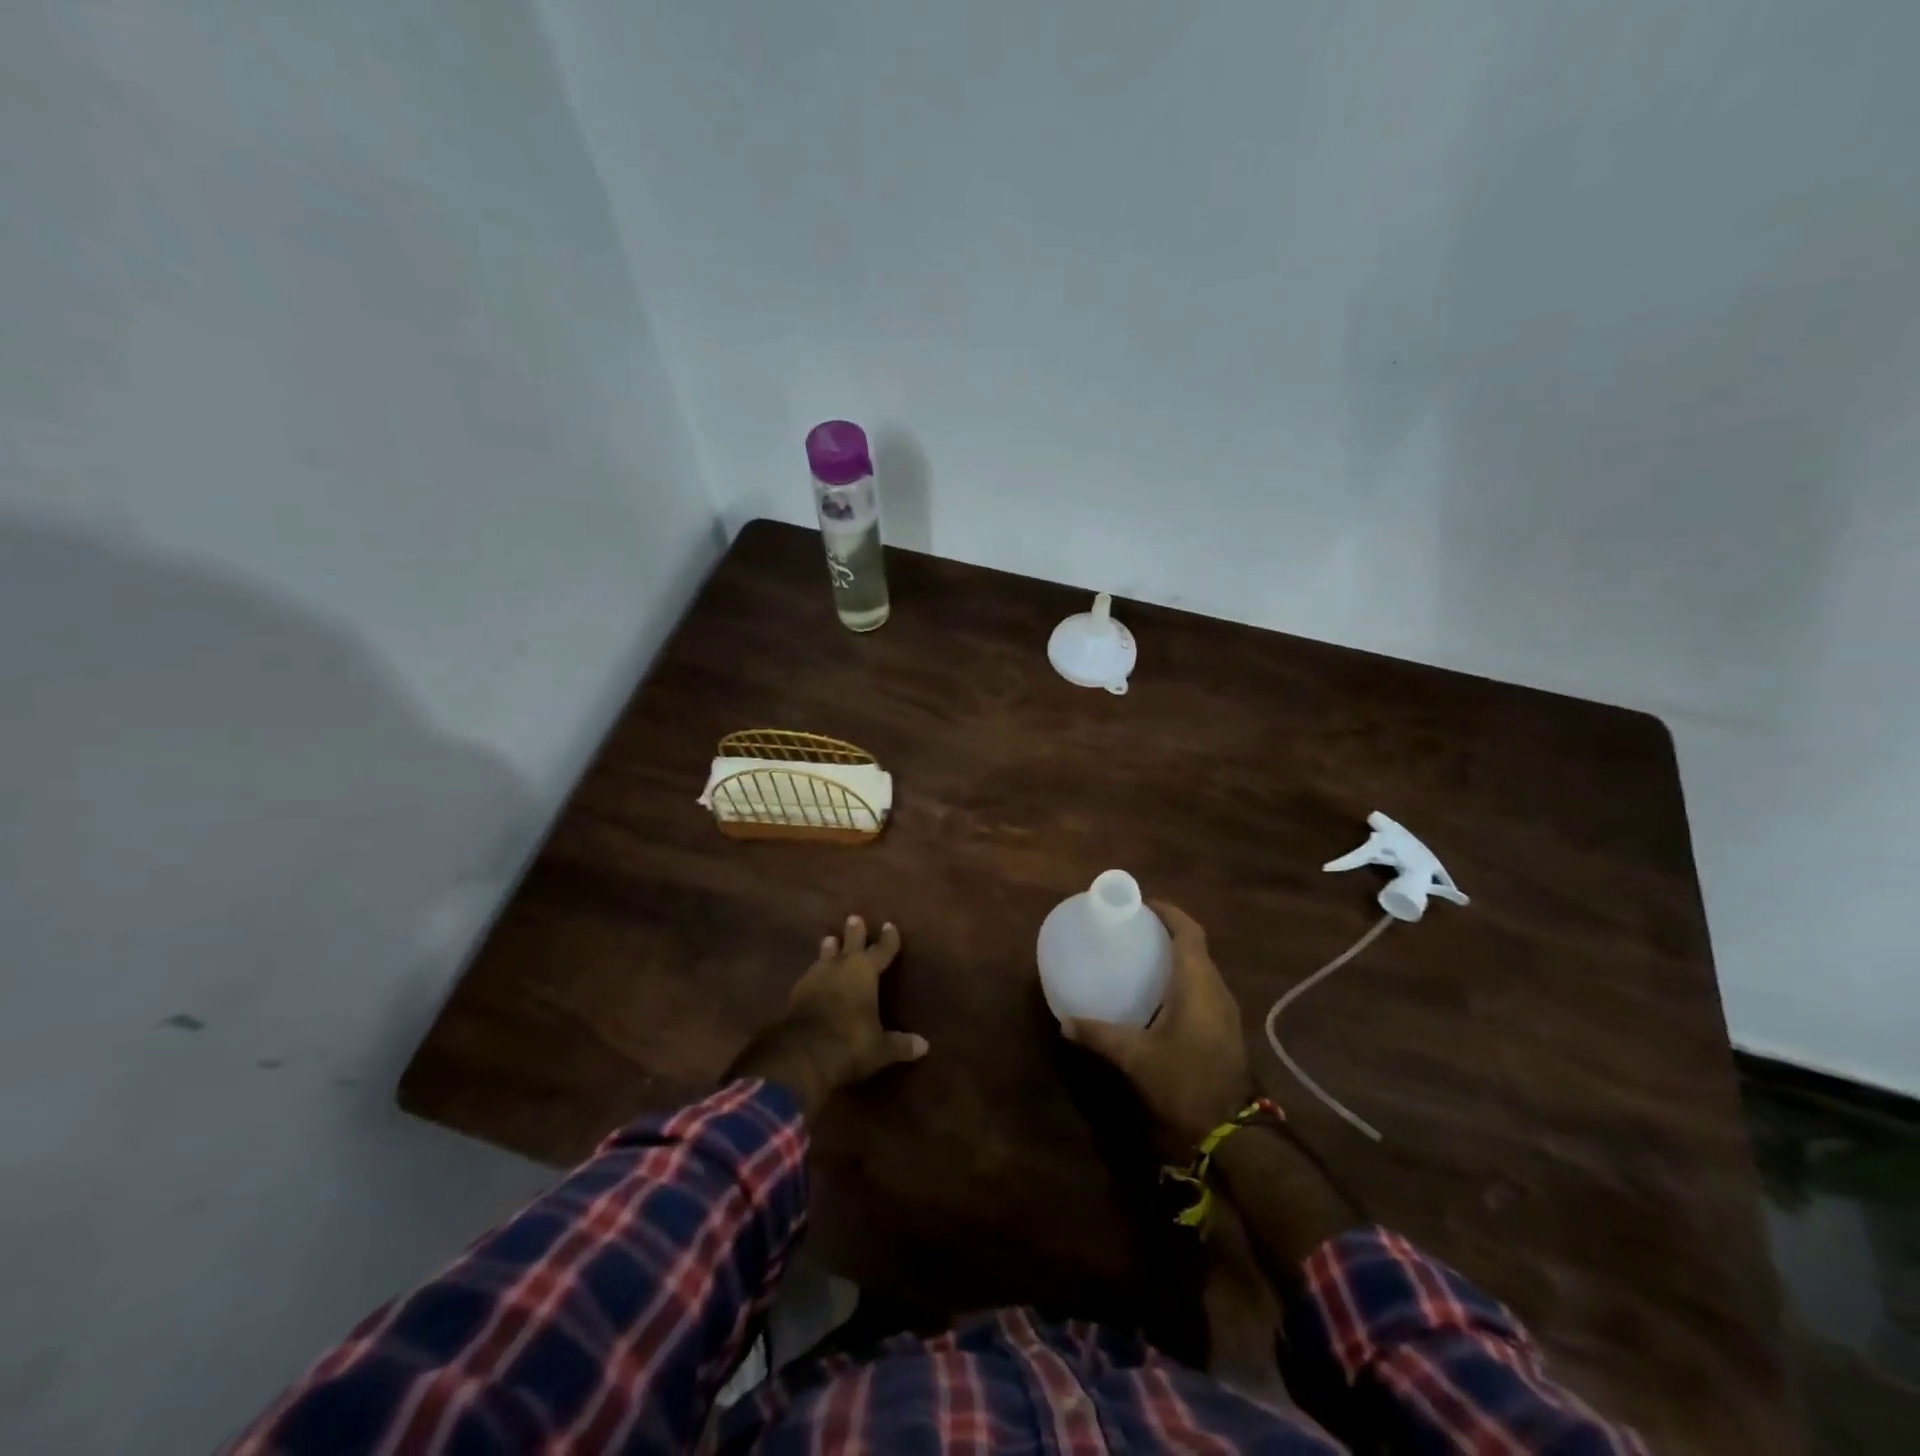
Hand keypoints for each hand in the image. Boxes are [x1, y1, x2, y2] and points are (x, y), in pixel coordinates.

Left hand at [729, 915, 927, 1115]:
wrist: (802, 1053)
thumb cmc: (850, 1043)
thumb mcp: (880, 1047)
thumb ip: (900, 1044)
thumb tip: (924, 1046)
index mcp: (865, 972)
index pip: (881, 950)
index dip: (887, 939)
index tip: (889, 925)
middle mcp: (840, 967)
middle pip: (849, 943)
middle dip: (854, 932)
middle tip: (854, 918)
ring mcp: (815, 978)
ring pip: (825, 956)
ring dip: (829, 949)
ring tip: (829, 939)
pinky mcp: (796, 993)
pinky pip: (810, 976)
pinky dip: (815, 974)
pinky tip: (813, 976)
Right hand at [1062, 901, 1254, 1144]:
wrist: (1231, 1130)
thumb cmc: (1184, 1080)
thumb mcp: (1135, 1057)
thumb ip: (1100, 1035)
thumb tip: (1065, 1022)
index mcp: (1197, 983)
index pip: (1188, 931)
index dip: (1168, 912)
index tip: (1141, 906)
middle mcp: (1215, 988)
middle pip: (1195, 946)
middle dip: (1167, 931)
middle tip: (1133, 930)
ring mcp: (1224, 1010)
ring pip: (1201, 967)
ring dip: (1176, 956)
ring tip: (1141, 956)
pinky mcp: (1224, 1028)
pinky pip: (1203, 987)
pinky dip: (1181, 978)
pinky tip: (1157, 995)